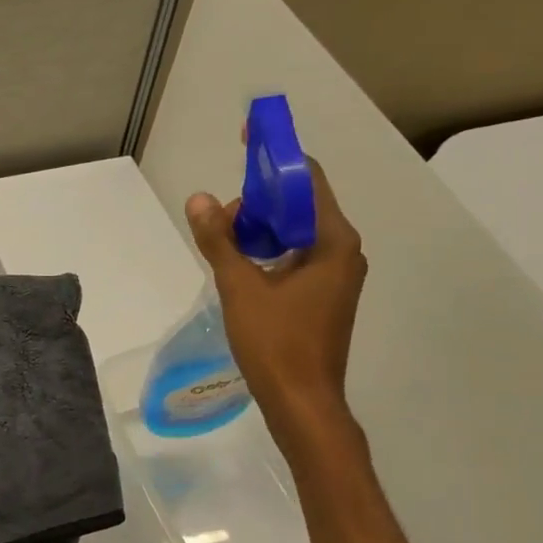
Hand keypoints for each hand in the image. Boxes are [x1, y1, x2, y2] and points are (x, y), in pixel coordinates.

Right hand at [185, 157, 366, 449]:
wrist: (302, 402)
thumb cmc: (276, 344)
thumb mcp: (241, 288)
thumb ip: (219, 241)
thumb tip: (198, 199)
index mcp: (333, 241)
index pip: (307, 179)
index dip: (275, 156)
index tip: (247, 139)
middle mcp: (343, 252)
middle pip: (300, 206)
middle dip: (257, 203)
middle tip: (219, 224)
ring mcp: (336, 277)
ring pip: (296, 234)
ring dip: (259, 231)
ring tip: (223, 249)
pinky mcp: (324, 297)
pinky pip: (296, 258)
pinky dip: (268, 254)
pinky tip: (240, 271)